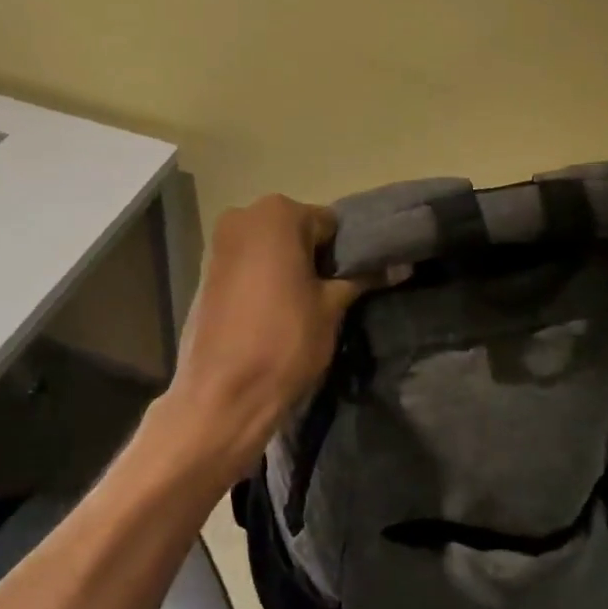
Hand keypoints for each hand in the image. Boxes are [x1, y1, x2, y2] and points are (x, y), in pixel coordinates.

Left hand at [160, 194, 364, 484]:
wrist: (222, 395)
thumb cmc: (285, 340)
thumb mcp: (332, 307)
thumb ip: (363, 278)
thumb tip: (401, 265)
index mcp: (278, 213)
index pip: (330, 224)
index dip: (347, 253)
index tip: (356, 281)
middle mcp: (244, 216)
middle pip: (298, 231)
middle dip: (317, 258)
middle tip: (334, 295)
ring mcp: (220, 243)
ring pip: (272, 248)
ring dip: (291, 269)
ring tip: (307, 306)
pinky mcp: (206, 271)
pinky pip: (249, 264)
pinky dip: (266, 279)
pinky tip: (276, 311)